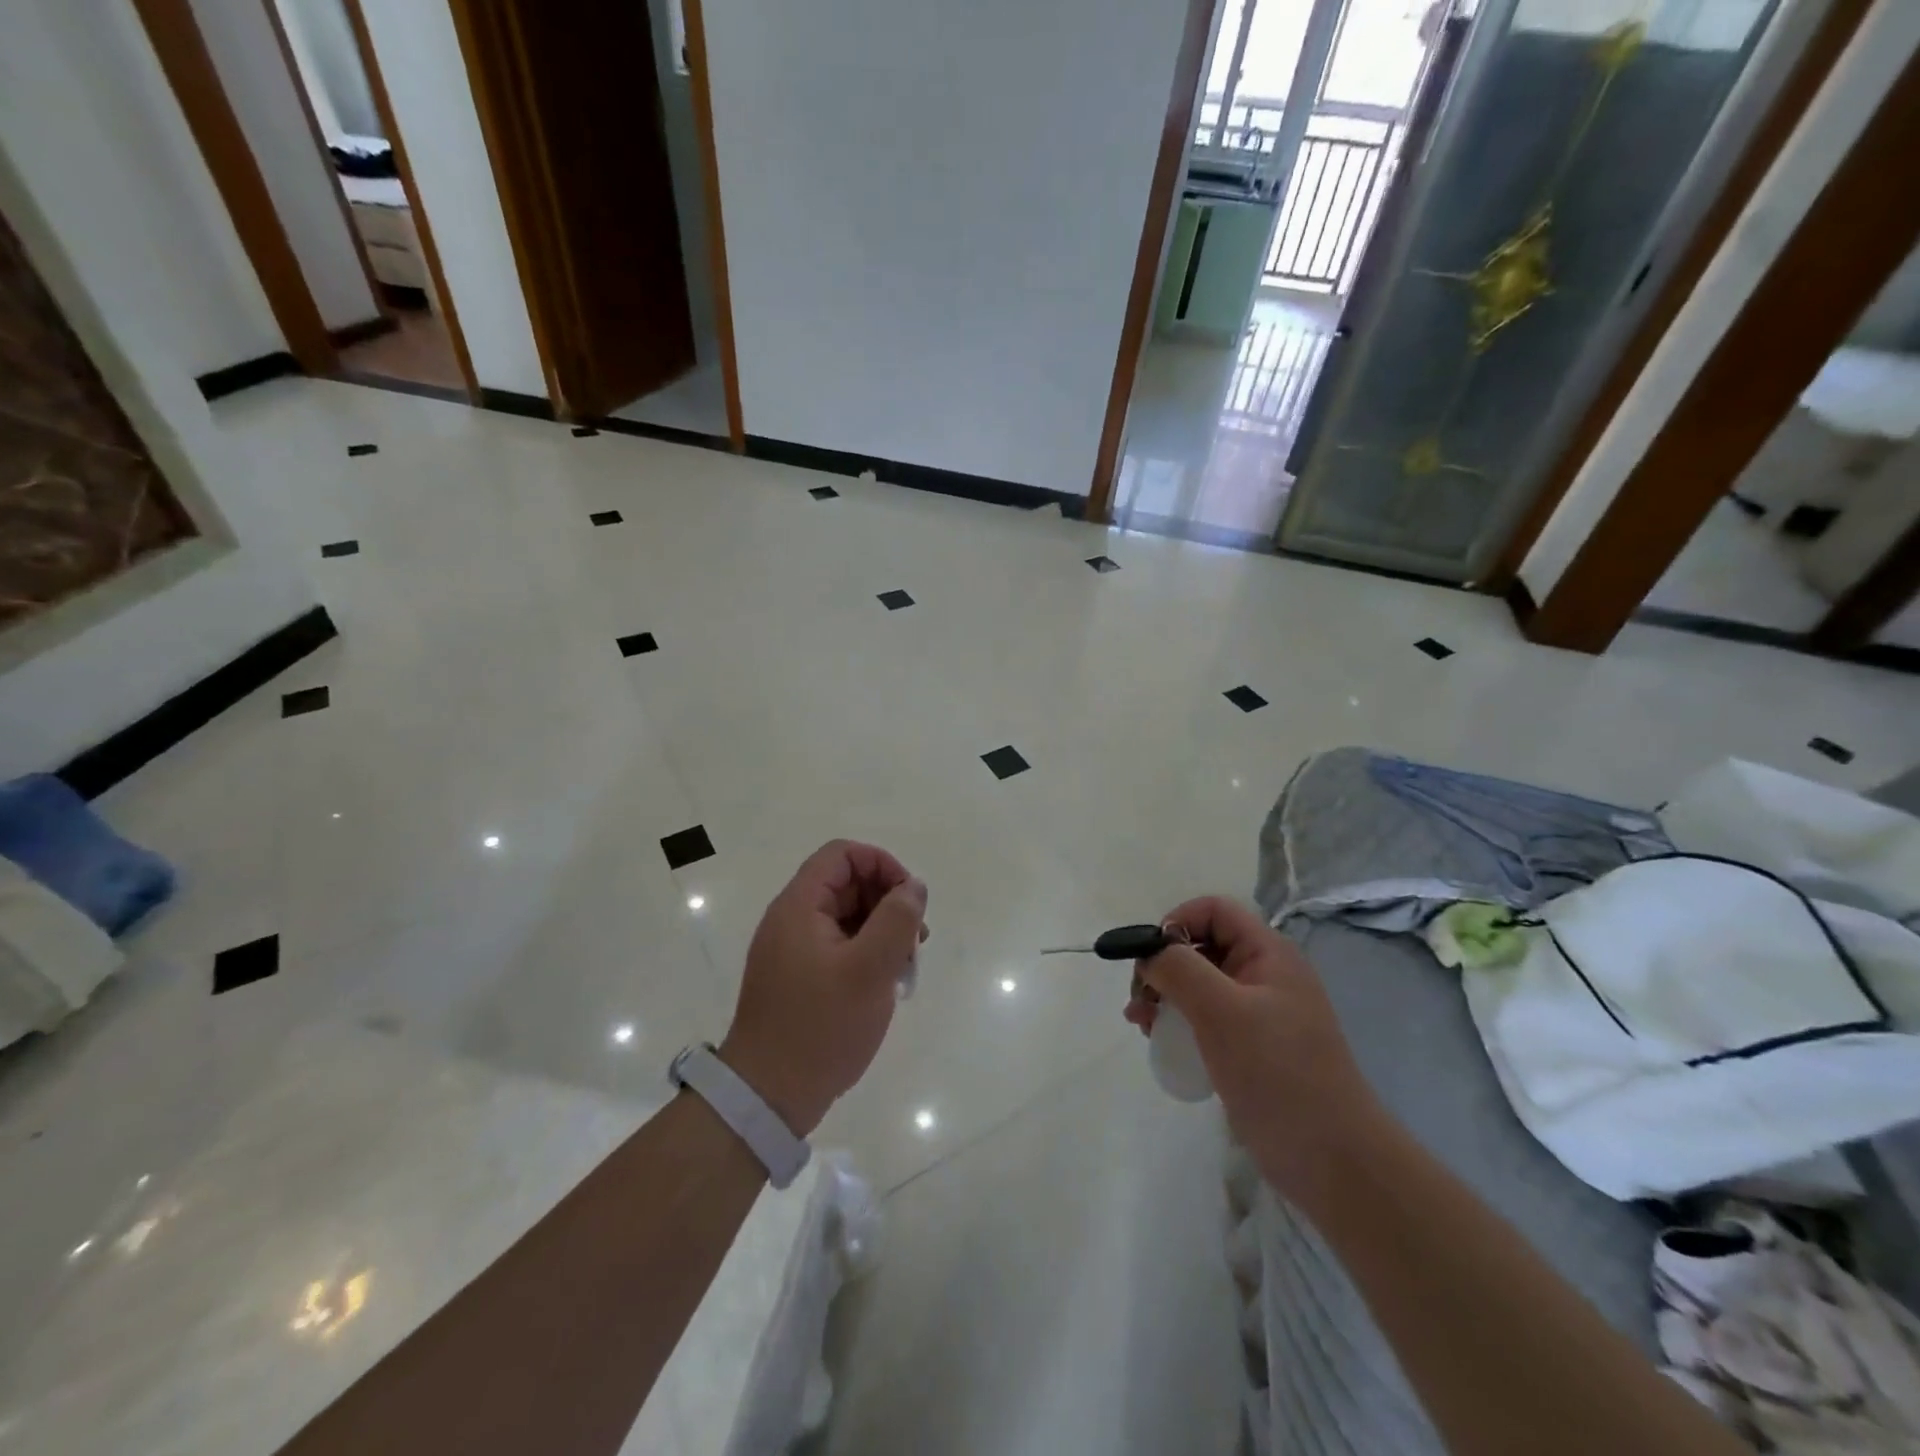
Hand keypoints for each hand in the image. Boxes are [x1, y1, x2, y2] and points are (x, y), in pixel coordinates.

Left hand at [719, 840, 927, 1136]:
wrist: (768, 1097)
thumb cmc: (821, 1027)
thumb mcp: (870, 969)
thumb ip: (897, 919)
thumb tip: (914, 886)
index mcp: (799, 906)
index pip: (843, 855)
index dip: (882, 865)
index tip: (910, 901)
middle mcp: (792, 920)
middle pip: (846, 884)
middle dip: (887, 902)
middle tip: (916, 940)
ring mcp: (793, 950)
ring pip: (847, 917)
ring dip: (881, 931)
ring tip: (905, 967)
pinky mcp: (798, 978)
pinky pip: (839, 947)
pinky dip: (866, 954)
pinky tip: (885, 984)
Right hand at [1127, 897, 1381, 1204]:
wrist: (1333, 1161)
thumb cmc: (1278, 1073)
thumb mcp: (1222, 1011)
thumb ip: (1180, 969)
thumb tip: (1149, 952)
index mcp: (1269, 954)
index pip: (1214, 910)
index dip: (1176, 922)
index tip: (1150, 959)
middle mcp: (1265, 974)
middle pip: (1202, 945)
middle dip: (1163, 964)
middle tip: (1138, 999)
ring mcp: (1259, 1013)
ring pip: (1200, 983)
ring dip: (1164, 994)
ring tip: (1140, 1023)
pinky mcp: (1251, 1047)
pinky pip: (1206, 1017)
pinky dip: (1178, 1020)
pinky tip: (1159, 1041)